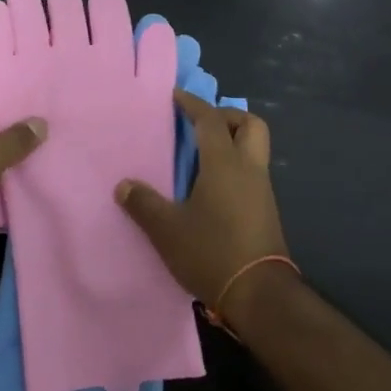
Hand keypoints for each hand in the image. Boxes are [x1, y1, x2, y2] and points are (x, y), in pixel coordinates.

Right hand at [115, 91, 290, 330]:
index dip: (193, 104)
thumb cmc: (212, 252)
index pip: (211, 120)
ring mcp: (262, 189)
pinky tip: (213, 186)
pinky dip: (236, 165)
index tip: (176, 96)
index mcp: (225, 163)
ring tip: (202, 155)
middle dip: (227, 116)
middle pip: (249, 124)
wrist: (260, 294)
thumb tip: (124, 185)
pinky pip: (253, 171)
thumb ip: (144, 204)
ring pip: (255, 148)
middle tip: (200, 125)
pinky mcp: (266, 210)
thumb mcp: (168, 230)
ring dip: (233, 141)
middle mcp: (249, 168)